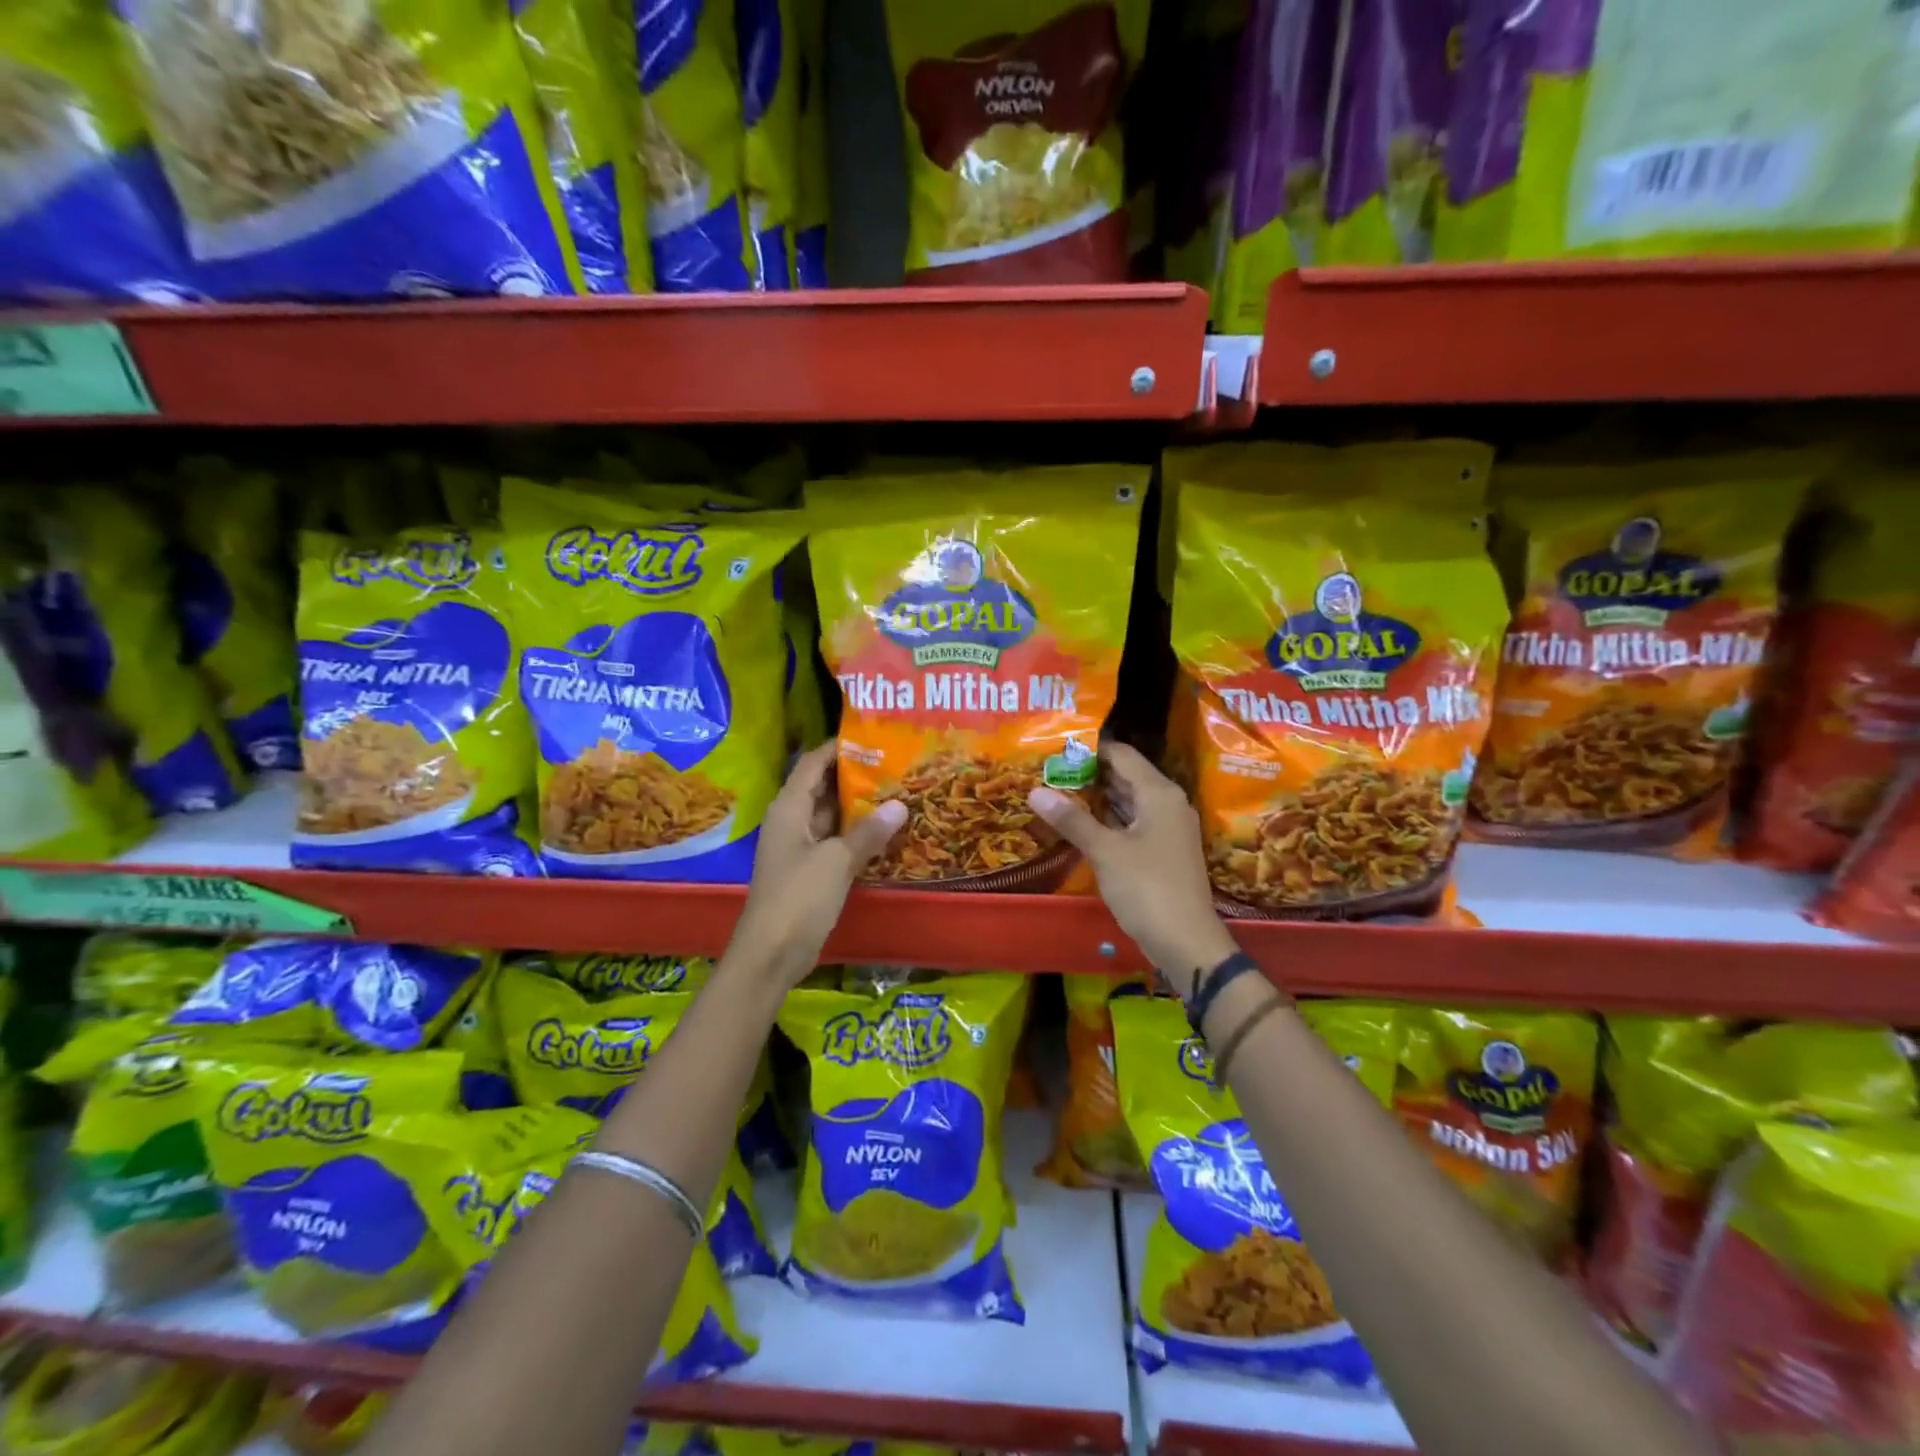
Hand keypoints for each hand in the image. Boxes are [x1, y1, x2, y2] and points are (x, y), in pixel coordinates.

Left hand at [727, 742, 906, 989]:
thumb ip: (868, 833)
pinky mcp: (809, 871)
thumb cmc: (798, 899)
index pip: (813, 764)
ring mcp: (799, 847)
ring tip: (897, 790)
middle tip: (894, 763)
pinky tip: (885, 831)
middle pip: (822, 787)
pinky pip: (834, 841)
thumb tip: (900, 805)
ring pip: (830, 816)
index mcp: (789, 809)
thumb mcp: (836, 862)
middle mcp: (791, 821)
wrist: (770, 954)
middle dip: (854, 775)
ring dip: (857, 806)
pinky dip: (855, 834)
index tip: (872, 736)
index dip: (838, 747)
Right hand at [1028, 741, 1237, 995]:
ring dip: (1096, 797)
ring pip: (1128, 801)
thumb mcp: (1105, 851)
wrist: (1186, 942)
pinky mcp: (1162, 851)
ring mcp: (1167, 828)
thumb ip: (1071, 819)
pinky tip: (1079, 823)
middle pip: (1125, 775)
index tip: (1056, 747)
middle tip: (1049, 769)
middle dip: (1089, 773)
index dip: (1090, 749)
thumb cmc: (1147, 888)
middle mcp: (1167, 803)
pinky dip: (1107, 819)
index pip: (1122, 754)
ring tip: (1057, 791)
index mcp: (1159, 793)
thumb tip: (1034, 791)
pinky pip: (1132, 823)